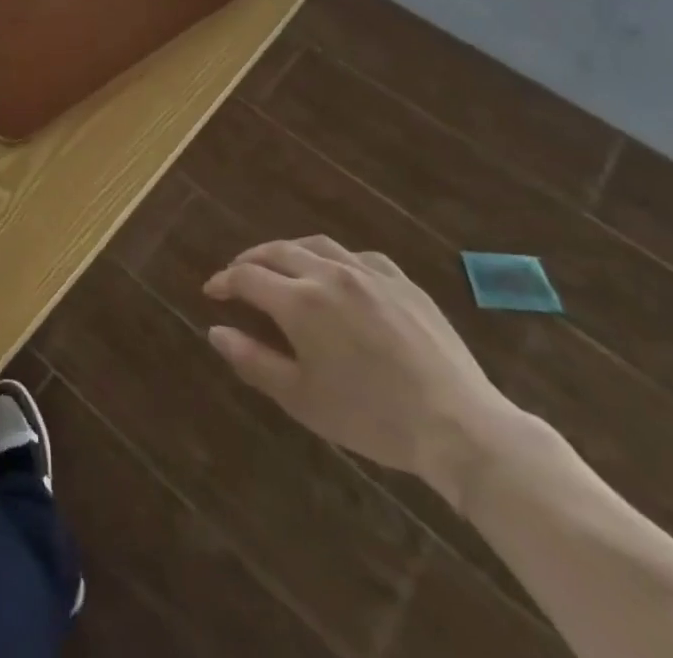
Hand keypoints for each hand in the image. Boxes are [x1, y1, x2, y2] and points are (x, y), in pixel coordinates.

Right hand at [202, 236, 523, 507]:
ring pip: (316, 245)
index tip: (212, 291)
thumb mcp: (302, 399)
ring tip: (280, 265)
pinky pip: (359, 256)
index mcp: (300, 302)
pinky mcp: (403, 282)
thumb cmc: (372, 418)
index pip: (247, 277)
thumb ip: (253, 360)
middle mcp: (329, 274)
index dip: (224, 281)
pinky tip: (338, 274)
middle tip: (238, 273)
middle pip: (276, 251)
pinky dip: (335, 259)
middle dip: (250, 260)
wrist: (460, 428)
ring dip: (289, 251)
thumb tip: (215, 331)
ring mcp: (369, 274)